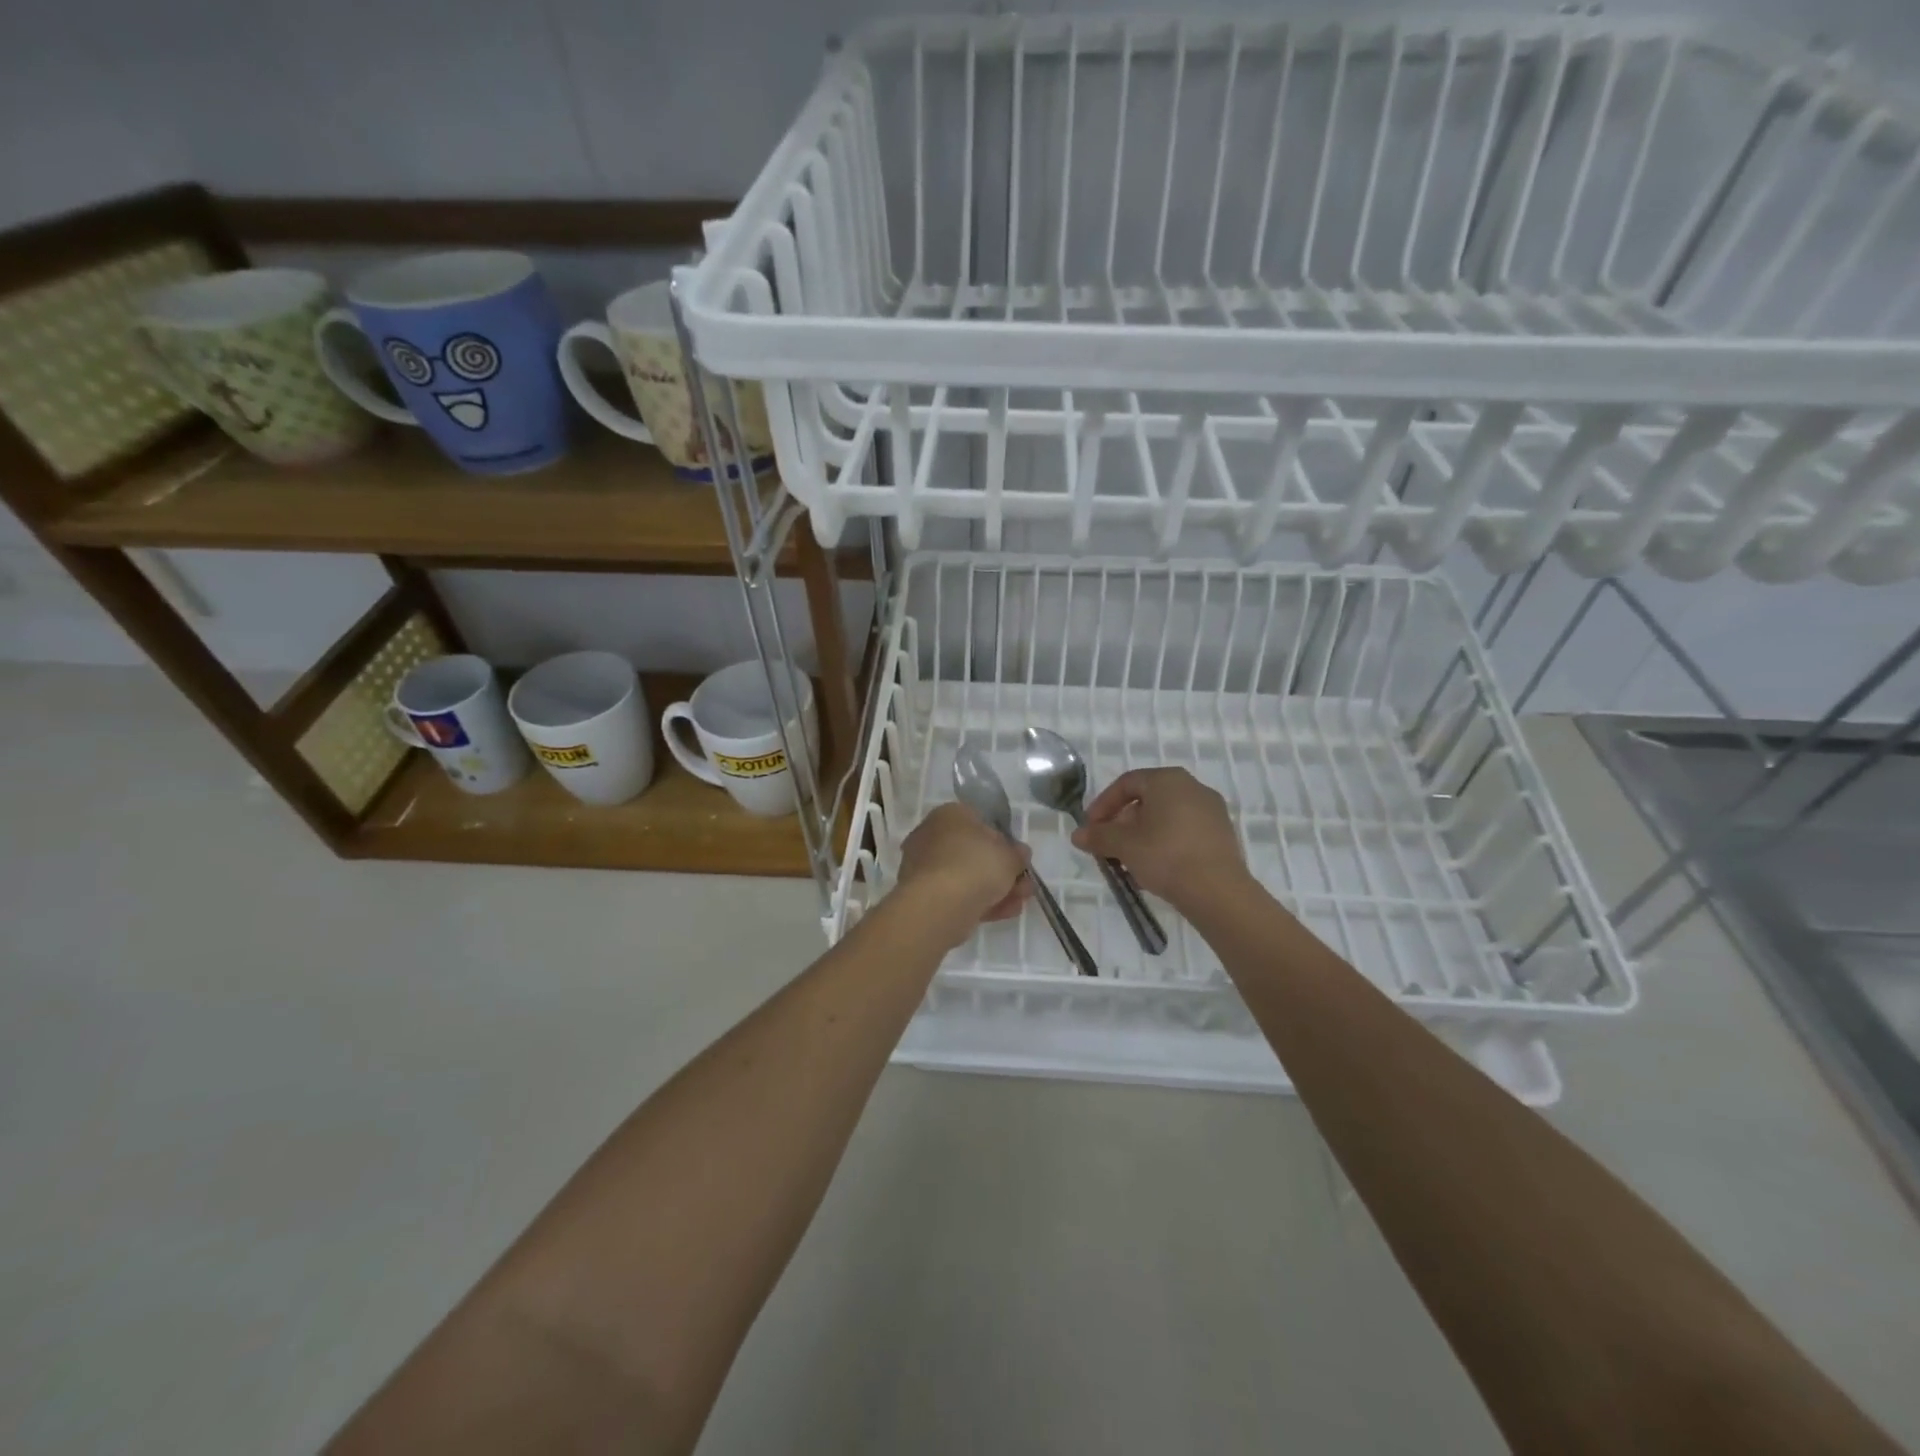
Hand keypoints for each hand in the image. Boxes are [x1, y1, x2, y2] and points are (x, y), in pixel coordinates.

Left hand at [894, 803, 1032, 943]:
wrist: (939, 905)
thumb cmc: (975, 865)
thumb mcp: (1010, 856)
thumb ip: (1017, 855)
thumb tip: (1018, 855)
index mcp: (950, 815)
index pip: (981, 822)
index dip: (1004, 841)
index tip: (1019, 859)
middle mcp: (932, 836)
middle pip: (975, 853)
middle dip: (1002, 871)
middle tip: (1024, 886)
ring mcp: (925, 867)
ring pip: (967, 877)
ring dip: (995, 889)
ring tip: (1018, 904)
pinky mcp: (924, 896)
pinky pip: (957, 895)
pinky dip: (980, 903)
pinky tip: (1003, 913)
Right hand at [1071, 767, 1246, 912]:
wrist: (1218, 892)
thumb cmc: (1165, 856)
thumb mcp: (1123, 845)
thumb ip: (1098, 836)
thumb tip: (1077, 835)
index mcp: (1167, 780)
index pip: (1126, 784)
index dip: (1102, 804)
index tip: (1090, 828)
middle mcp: (1192, 787)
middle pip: (1147, 800)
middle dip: (1122, 823)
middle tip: (1107, 846)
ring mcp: (1211, 811)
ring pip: (1165, 817)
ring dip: (1142, 836)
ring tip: (1128, 862)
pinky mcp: (1222, 834)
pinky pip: (1184, 832)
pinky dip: (1164, 844)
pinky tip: (1154, 868)